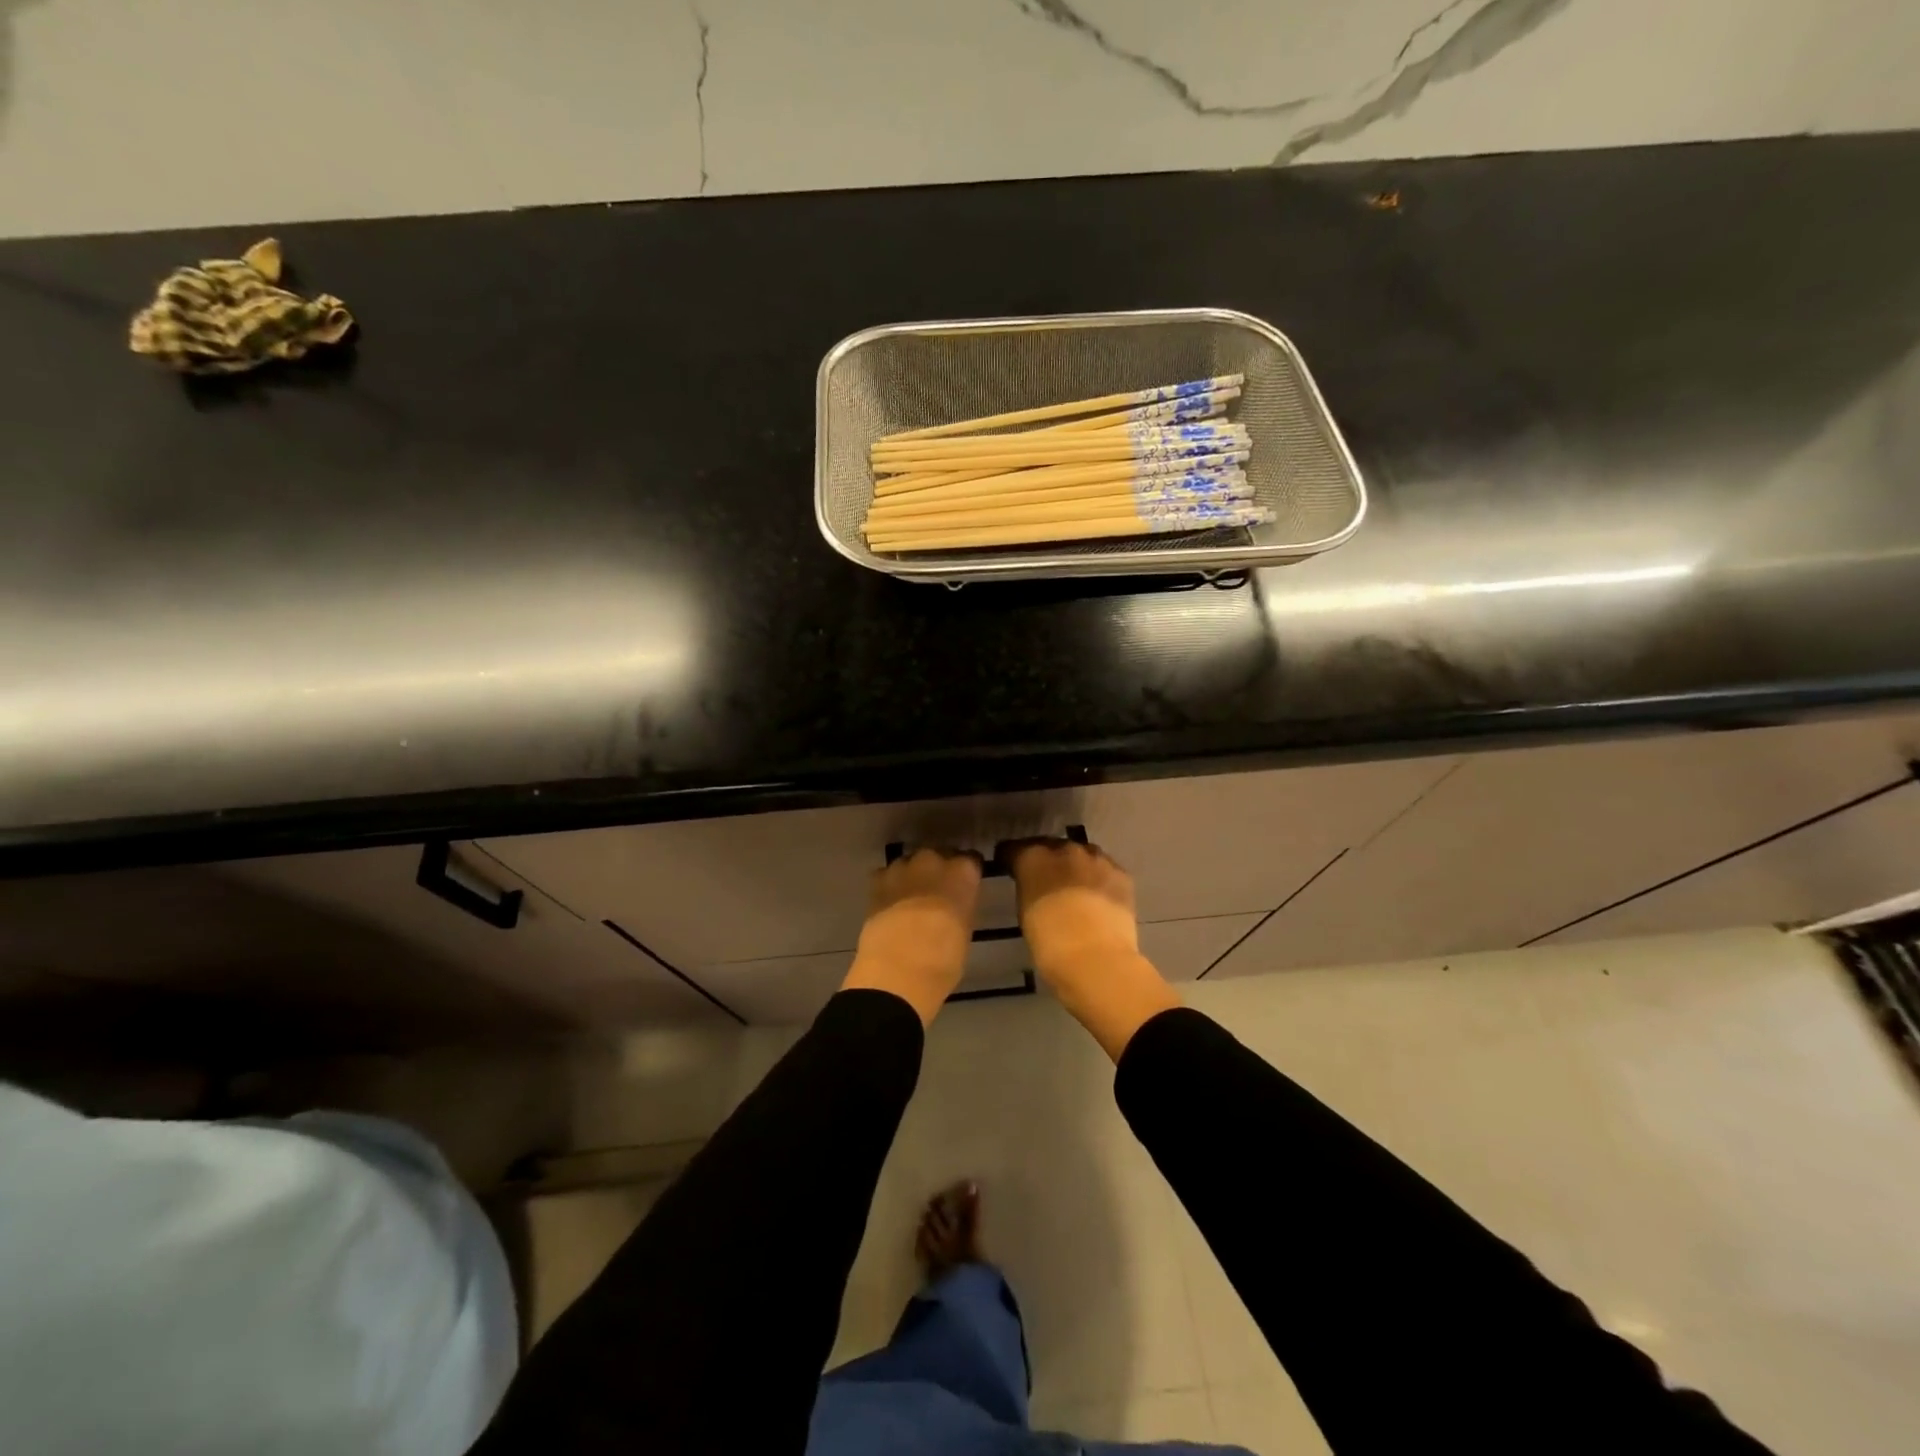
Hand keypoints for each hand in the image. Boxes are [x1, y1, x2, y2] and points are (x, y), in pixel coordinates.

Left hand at [841, 848, 982, 1025]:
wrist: (898, 969)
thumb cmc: (944, 958)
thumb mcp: (964, 930)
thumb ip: (960, 906)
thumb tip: (953, 905)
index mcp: (963, 872)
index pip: (970, 860)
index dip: (965, 874)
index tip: (964, 886)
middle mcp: (934, 860)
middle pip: (938, 856)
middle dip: (937, 870)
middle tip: (936, 893)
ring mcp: (903, 868)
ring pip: (910, 863)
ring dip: (912, 876)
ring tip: (910, 899)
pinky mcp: (877, 880)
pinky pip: (886, 875)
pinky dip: (889, 885)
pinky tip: (889, 903)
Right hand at [1009, 837, 1179, 1060]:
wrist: (1096, 959)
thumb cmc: (1049, 943)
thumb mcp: (1025, 912)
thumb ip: (1028, 888)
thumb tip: (1033, 885)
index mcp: (1033, 858)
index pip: (1015, 848)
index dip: (1012, 859)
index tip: (1010, 868)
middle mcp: (1064, 849)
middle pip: (1051, 847)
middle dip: (1047, 861)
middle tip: (1045, 882)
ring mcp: (1096, 859)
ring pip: (1082, 855)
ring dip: (1075, 867)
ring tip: (1075, 888)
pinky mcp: (1121, 873)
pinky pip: (1105, 869)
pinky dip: (1099, 879)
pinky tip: (1098, 898)